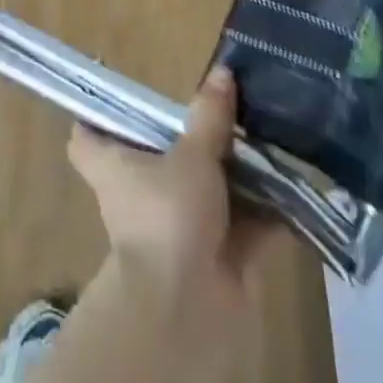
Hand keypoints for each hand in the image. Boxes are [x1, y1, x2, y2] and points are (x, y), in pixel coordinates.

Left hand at [67, 67, 273, 317]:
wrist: (186, 311)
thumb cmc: (169, 215)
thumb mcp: (191, 154)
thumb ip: (209, 115)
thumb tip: (221, 71)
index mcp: (116, 165)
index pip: (87, 137)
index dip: (96, 116)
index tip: (120, 96)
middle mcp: (140, 194)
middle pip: (157, 159)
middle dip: (190, 141)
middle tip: (222, 107)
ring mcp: (177, 227)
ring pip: (204, 191)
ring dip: (234, 174)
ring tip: (267, 137)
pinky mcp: (215, 257)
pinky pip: (242, 226)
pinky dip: (266, 212)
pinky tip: (295, 185)